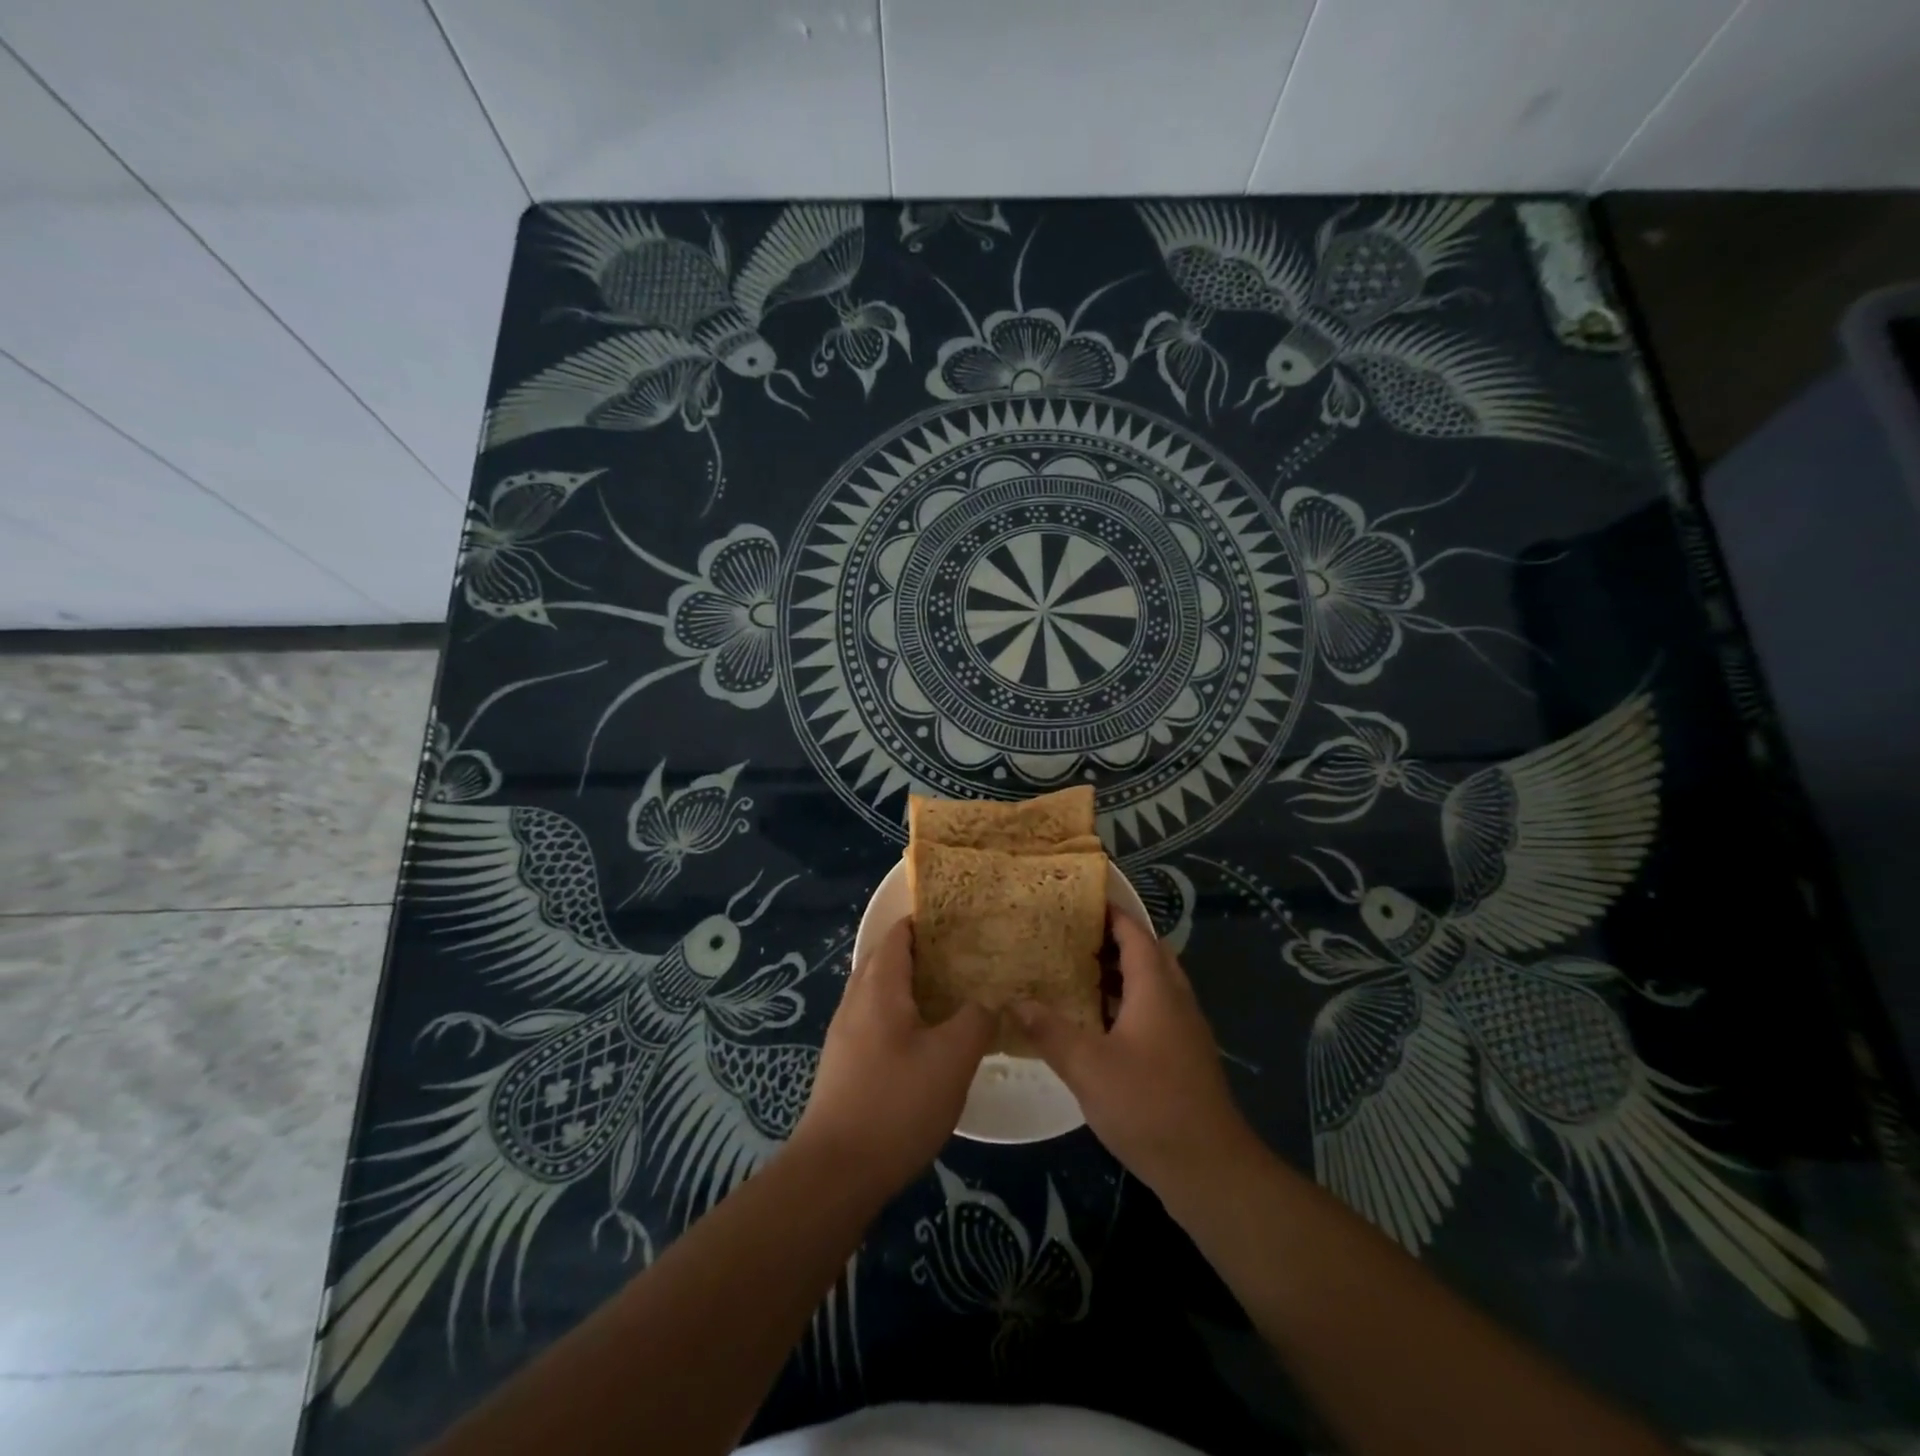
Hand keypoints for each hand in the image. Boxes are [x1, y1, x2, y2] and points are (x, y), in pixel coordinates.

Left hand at [790, 918, 993, 1198]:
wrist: (835, 1172)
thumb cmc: (897, 1104)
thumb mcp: (952, 1059)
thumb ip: (976, 1018)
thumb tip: (992, 996)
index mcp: (879, 987)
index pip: (899, 935)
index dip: (926, 922)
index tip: (961, 921)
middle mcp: (856, 1000)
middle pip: (886, 958)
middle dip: (921, 951)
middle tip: (963, 956)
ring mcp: (844, 1033)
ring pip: (879, 991)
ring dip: (910, 984)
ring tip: (950, 993)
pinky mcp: (843, 1063)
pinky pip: (873, 1019)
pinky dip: (899, 1012)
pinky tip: (925, 1038)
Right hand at [1013, 913, 1255, 1201]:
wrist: (1209, 1168)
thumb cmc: (1148, 1105)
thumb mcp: (1088, 1067)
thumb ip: (1049, 1030)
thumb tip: (1013, 999)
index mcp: (1156, 990)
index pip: (1135, 934)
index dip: (1111, 913)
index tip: (1080, 901)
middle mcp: (1176, 1000)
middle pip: (1149, 954)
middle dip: (1114, 940)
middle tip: (1072, 936)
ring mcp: (1185, 1030)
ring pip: (1154, 984)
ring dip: (1121, 972)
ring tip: (1078, 972)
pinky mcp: (1185, 1056)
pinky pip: (1156, 1010)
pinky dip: (1129, 1002)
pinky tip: (1099, 1023)